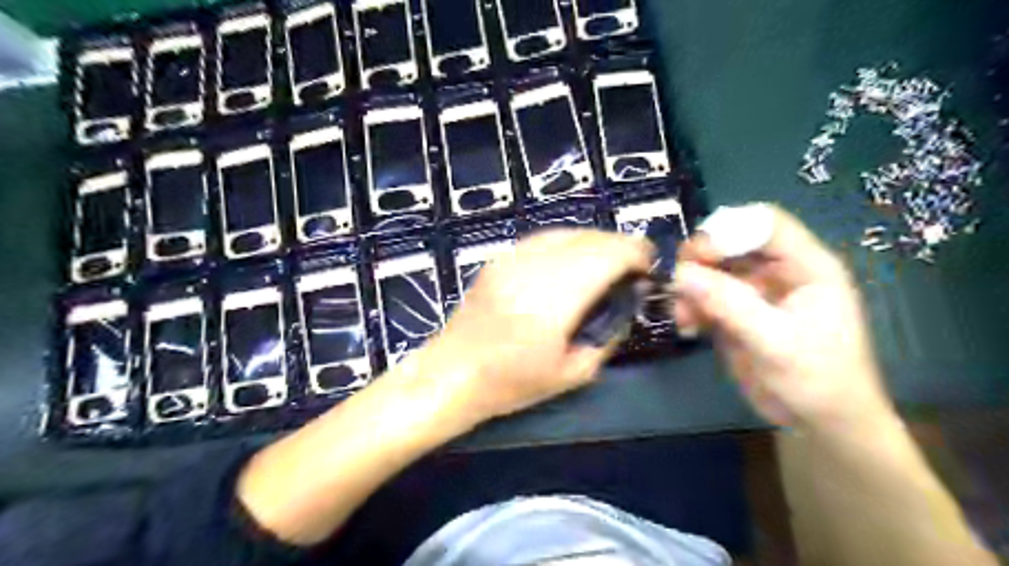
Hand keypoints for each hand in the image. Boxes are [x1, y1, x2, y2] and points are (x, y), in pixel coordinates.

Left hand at [427, 229, 654, 420]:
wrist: (452, 373)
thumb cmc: (511, 384)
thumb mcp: (573, 374)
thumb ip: (609, 335)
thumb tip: (628, 303)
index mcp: (554, 301)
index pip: (607, 255)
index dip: (636, 253)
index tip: (649, 266)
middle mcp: (533, 269)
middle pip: (590, 238)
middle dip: (620, 246)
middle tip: (632, 268)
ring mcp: (512, 259)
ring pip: (568, 232)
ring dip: (595, 243)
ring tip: (606, 264)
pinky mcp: (499, 258)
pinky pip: (544, 238)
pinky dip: (568, 244)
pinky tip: (572, 262)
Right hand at [674, 206, 893, 430]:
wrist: (820, 423)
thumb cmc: (816, 379)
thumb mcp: (775, 341)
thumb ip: (729, 304)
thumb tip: (679, 273)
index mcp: (806, 266)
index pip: (764, 224)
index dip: (727, 231)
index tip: (695, 256)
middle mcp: (778, 271)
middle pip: (730, 244)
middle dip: (699, 262)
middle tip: (676, 283)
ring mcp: (754, 292)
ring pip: (711, 271)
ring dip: (690, 288)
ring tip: (681, 316)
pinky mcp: (735, 313)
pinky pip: (704, 297)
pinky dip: (690, 308)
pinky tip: (687, 328)